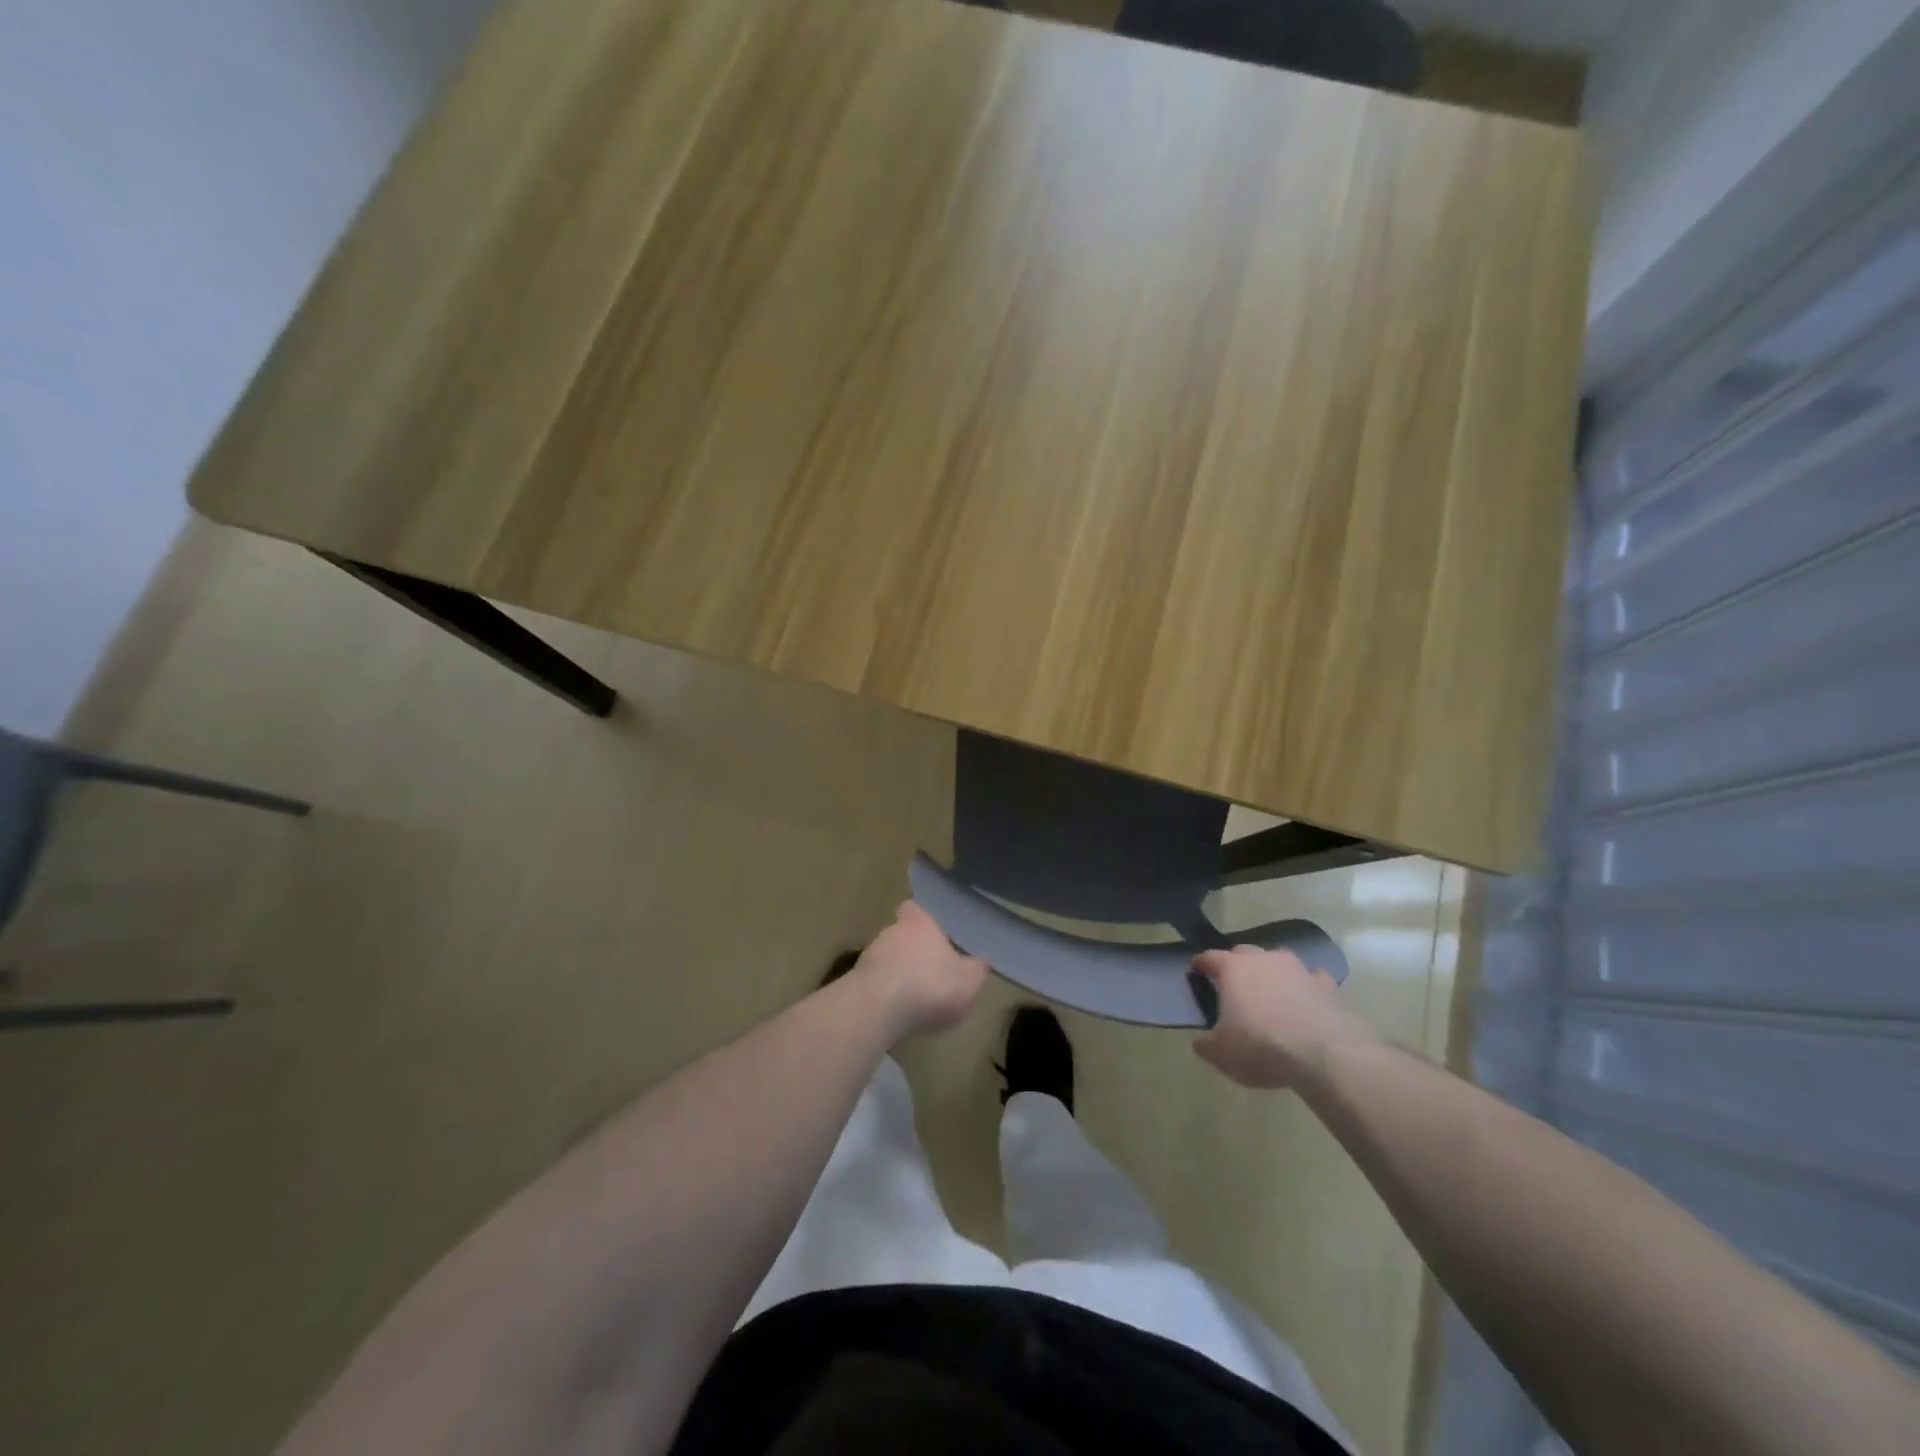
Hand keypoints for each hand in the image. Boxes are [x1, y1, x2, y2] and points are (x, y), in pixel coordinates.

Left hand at [846, 901, 988, 1043]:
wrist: (875, 1012)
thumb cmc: (928, 985)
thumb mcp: (969, 981)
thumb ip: (978, 969)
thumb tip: (981, 962)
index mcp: (918, 922)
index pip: (915, 908)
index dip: (925, 918)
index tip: (937, 931)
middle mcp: (890, 932)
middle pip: (902, 935)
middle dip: (915, 951)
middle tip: (933, 970)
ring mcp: (868, 958)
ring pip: (888, 961)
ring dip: (900, 974)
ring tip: (917, 997)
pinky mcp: (855, 985)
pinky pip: (877, 985)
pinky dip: (887, 995)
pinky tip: (900, 1014)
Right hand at [1191, 945, 1378, 1089]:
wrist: (1325, 1055)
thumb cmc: (1262, 1047)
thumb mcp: (1222, 1054)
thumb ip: (1207, 1045)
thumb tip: (1201, 1042)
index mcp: (1233, 969)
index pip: (1210, 957)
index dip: (1201, 963)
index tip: (1197, 969)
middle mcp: (1264, 960)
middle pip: (1244, 953)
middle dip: (1237, 965)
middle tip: (1234, 985)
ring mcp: (1299, 969)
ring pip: (1279, 962)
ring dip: (1273, 974)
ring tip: (1271, 994)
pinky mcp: (1328, 986)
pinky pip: (1312, 980)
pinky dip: (1306, 989)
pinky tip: (1307, 1004)